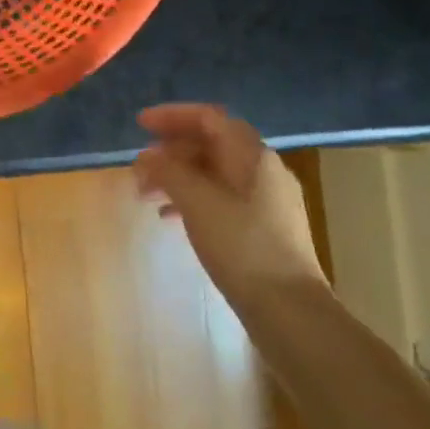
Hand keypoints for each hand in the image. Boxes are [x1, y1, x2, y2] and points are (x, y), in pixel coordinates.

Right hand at [134, 104, 323, 306]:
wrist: (290, 312)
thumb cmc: (242, 246)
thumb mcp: (197, 202)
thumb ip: (169, 171)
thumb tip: (147, 156)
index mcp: (252, 156)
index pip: (209, 118)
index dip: (172, 116)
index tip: (140, 125)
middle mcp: (263, 171)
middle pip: (211, 144)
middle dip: (171, 151)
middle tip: (139, 167)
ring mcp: (266, 202)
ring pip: (213, 174)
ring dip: (177, 177)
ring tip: (146, 195)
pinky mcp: (262, 230)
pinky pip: (220, 199)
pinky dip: (191, 200)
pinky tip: (169, 218)